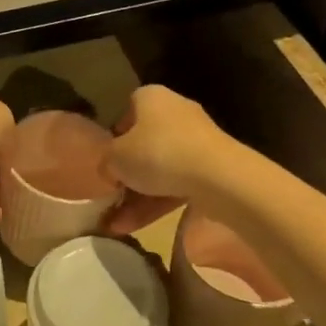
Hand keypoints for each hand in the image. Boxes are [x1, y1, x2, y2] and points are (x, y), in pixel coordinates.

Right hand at [100, 85, 233, 233]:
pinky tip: (134, 227)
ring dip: (137, 197)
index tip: (106, 157)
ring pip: (160, 169)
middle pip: (144, 143)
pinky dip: (157, 204)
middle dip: (126, 174)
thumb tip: (108, 170)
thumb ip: (106, 161)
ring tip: (115, 226)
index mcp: (151, 98)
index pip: (128, 109)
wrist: (218, 177)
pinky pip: (176, 184)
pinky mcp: (211, 169)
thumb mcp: (116, 157)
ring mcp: (197, 142)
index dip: (115, 133)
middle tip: (109, 197)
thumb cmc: (158, 153)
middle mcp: (175, 113)